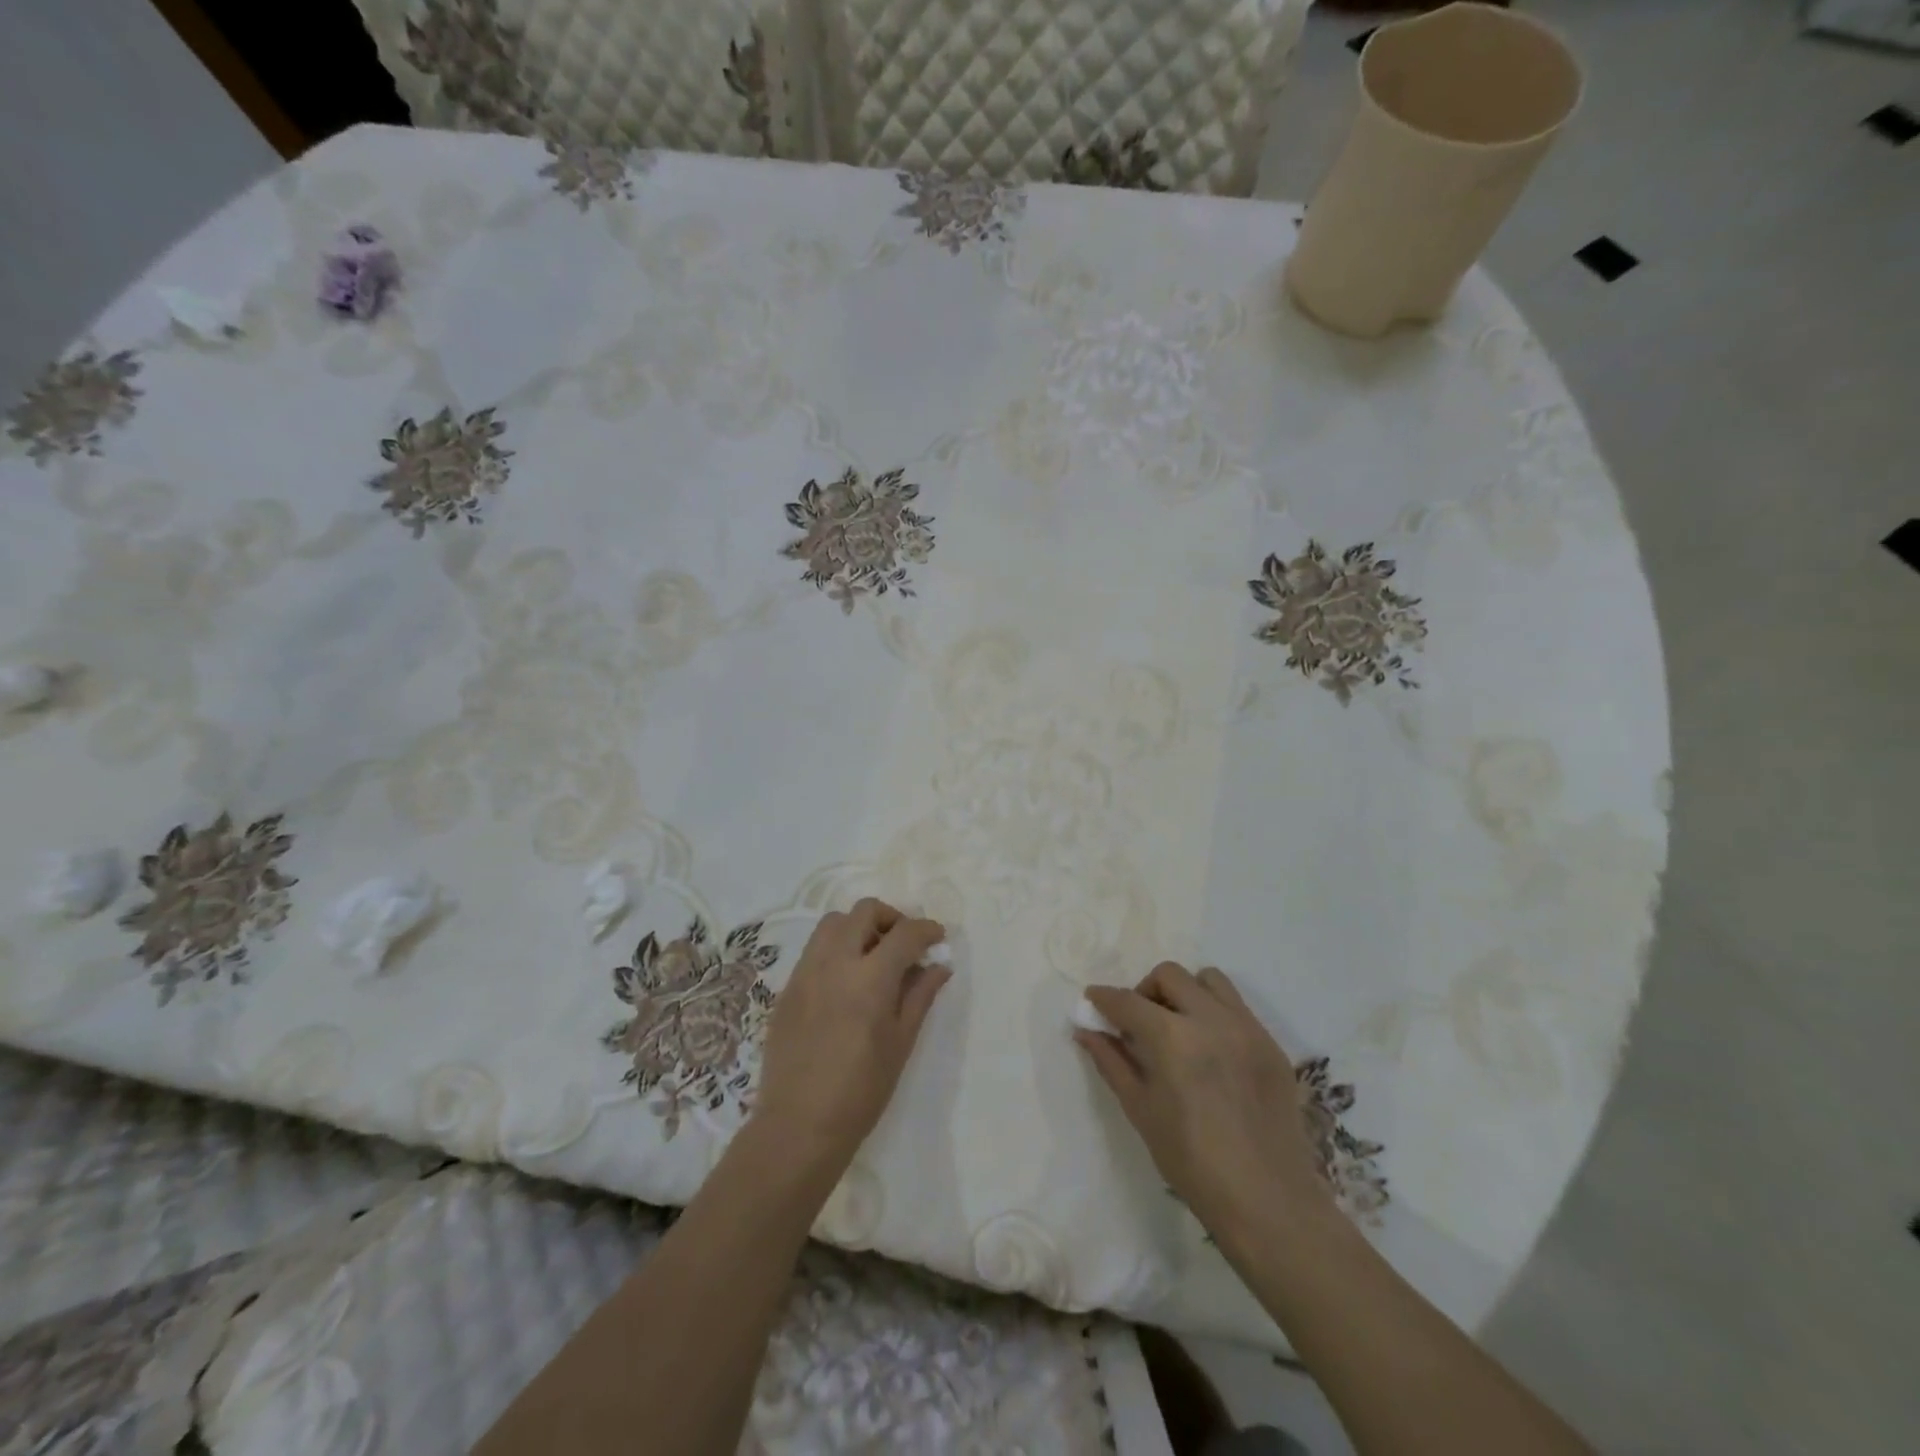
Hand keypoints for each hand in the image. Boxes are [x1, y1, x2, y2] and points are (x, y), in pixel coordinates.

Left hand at [753, 898, 949, 1174]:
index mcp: (870, 978)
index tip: (937, 936)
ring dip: (858, 927)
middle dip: (891, 918)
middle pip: (864, 911)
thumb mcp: (901, 1042)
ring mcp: (805, 972)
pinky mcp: (787, 987)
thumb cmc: (861, 1090)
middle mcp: (834, 963)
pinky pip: (814, 950)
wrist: (799, 1125)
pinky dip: (835, 949)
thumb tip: (939, 966)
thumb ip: (920, 995)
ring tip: (873, 956)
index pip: (905, 933)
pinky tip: (845, 981)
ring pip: (833, 923)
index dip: (926, 929)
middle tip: (904, 944)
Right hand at [1076, 962, 1332, 1248]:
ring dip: (1185, 992)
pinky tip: (1210, 1050)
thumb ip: (1112, 1062)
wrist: (1268, 1202)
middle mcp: (1211, 1019)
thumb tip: (1086, 1031)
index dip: (1104, 998)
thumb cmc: (1192, 1163)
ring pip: (1209, 980)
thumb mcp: (1141, 1111)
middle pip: (1169, 975)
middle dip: (1145, 991)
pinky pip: (1237, 1007)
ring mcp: (1247, 1028)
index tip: (1092, 1000)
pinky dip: (1215, 1013)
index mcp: (1173, 1038)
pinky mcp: (1271, 1044)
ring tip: (1178, 1026)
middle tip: (1138, 1022)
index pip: (1128, 1001)